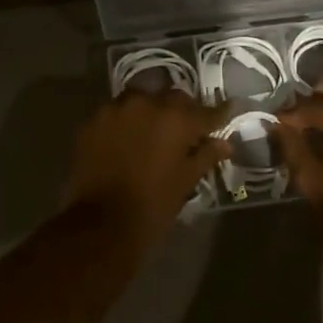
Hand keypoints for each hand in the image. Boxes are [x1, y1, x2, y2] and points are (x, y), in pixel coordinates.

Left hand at [64, 90, 230, 252]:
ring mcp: (116, 108)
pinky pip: (116, 112)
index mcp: (176, 119)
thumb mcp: (185, 181)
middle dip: (183, 110)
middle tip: (187, 129)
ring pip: (142, 98)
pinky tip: (127, 138)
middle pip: (173, 98)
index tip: (229, 110)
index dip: (220, 113)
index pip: (206, 111)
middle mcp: (147, 103)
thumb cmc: (152, 205)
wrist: (100, 224)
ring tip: (154, 131)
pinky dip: (126, 121)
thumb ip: (205, 156)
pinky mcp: (93, 120)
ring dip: (152, 110)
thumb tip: (224, 143)